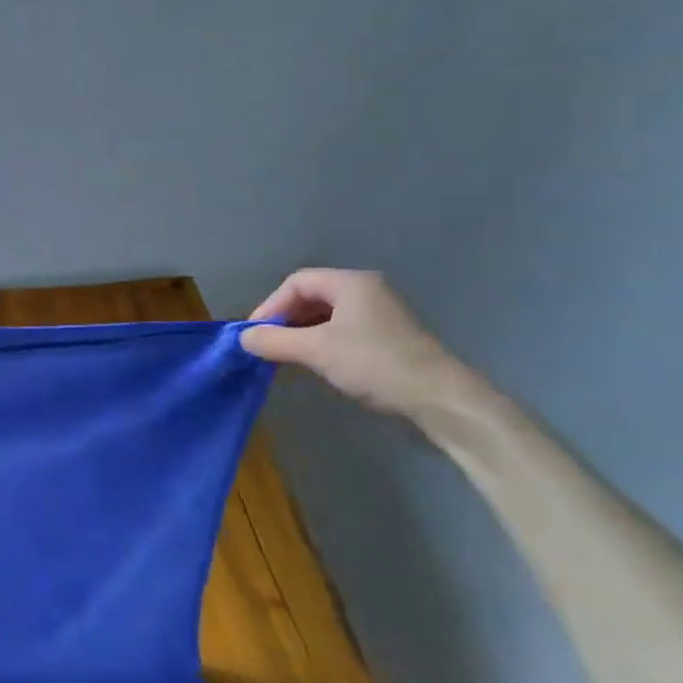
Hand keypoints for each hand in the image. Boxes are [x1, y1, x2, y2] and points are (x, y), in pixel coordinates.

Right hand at [238, 269, 470, 419]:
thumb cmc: (374, 364)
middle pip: (311, 296)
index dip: (270, 305)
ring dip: (301, 334)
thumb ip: (275, 341)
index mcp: (350, 283)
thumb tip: (243, 338)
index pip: (296, 282)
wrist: (439, 399)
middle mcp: (366, 291)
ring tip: (286, 358)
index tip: (255, 334)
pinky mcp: (387, 338)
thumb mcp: (316, 351)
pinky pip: (342, 331)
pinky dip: (321, 343)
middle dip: (285, 320)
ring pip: (326, 316)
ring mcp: (379, 314)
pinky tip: (315, 364)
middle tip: (267, 346)